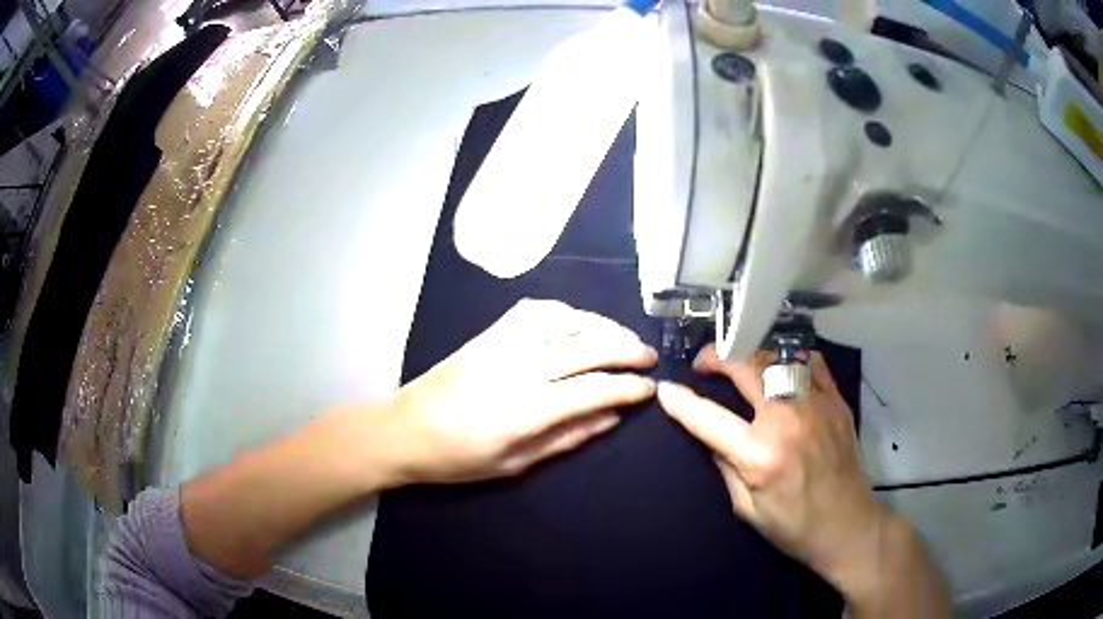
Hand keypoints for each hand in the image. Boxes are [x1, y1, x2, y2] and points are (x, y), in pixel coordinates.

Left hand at [371, 299, 656, 484]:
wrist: (402, 430)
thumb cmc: (457, 459)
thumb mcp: (514, 464)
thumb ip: (567, 438)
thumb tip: (612, 417)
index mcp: (523, 410)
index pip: (593, 389)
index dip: (628, 387)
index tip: (649, 389)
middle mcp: (516, 368)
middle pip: (587, 346)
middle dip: (627, 349)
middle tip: (649, 358)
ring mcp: (500, 344)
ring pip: (565, 319)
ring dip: (602, 325)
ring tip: (622, 338)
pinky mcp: (487, 333)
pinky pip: (534, 310)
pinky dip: (566, 312)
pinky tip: (580, 323)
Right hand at [656, 346, 888, 589]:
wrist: (847, 525)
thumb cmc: (793, 526)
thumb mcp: (746, 508)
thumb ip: (724, 465)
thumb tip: (708, 434)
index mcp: (758, 455)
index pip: (707, 417)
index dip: (680, 401)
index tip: (665, 389)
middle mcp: (786, 420)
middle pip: (744, 366)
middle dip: (715, 356)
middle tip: (703, 363)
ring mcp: (816, 405)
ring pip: (777, 356)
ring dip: (751, 353)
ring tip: (740, 361)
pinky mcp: (836, 401)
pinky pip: (811, 362)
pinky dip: (790, 358)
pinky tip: (781, 366)